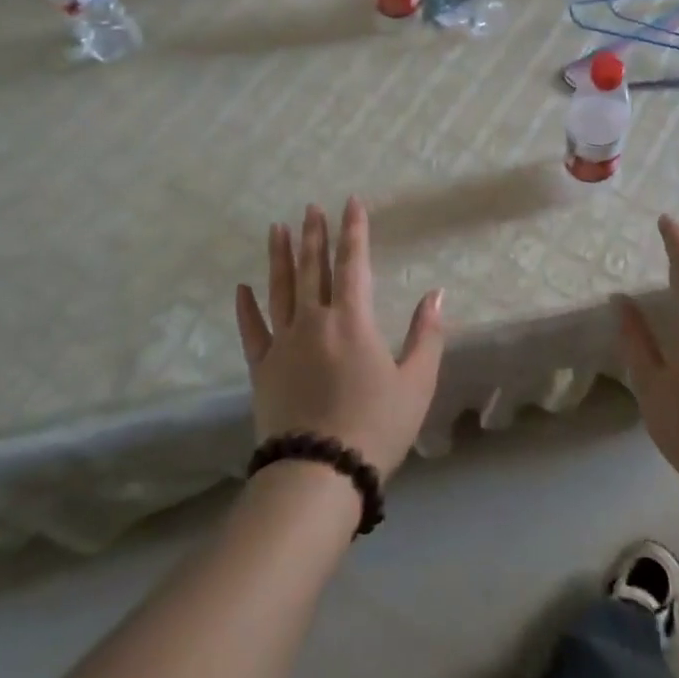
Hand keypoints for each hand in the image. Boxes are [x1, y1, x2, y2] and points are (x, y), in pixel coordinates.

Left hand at [235, 199, 445, 482]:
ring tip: (277, 228)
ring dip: (279, 256)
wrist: (319, 474)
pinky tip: (242, 288)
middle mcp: (314, 321)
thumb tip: (436, 293)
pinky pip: (252, 330)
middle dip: (313, 234)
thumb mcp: (417, 383)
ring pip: (279, 289)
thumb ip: (427, 335)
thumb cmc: (376, 427)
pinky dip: (246, 307)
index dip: (353, 230)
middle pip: (312, 268)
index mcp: (353, 320)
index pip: (353, 263)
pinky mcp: (262, 369)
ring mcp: (283, 343)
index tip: (350, 202)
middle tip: (310, 207)